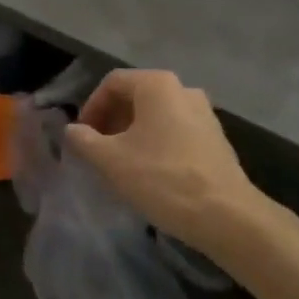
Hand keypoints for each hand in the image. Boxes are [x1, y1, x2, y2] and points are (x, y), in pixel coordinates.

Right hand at [66, 70, 255, 254]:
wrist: (226, 215)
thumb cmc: (162, 178)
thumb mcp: (110, 160)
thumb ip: (84, 140)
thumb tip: (72, 130)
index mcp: (157, 85)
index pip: (112, 83)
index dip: (91, 107)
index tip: (81, 136)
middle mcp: (183, 90)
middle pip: (136, 96)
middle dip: (111, 120)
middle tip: (97, 149)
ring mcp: (204, 114)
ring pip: (156, 115)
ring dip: (132, 133)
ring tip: (120, 163)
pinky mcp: (216, 139)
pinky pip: (175, 132)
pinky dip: (155, 143)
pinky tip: (149, 172)